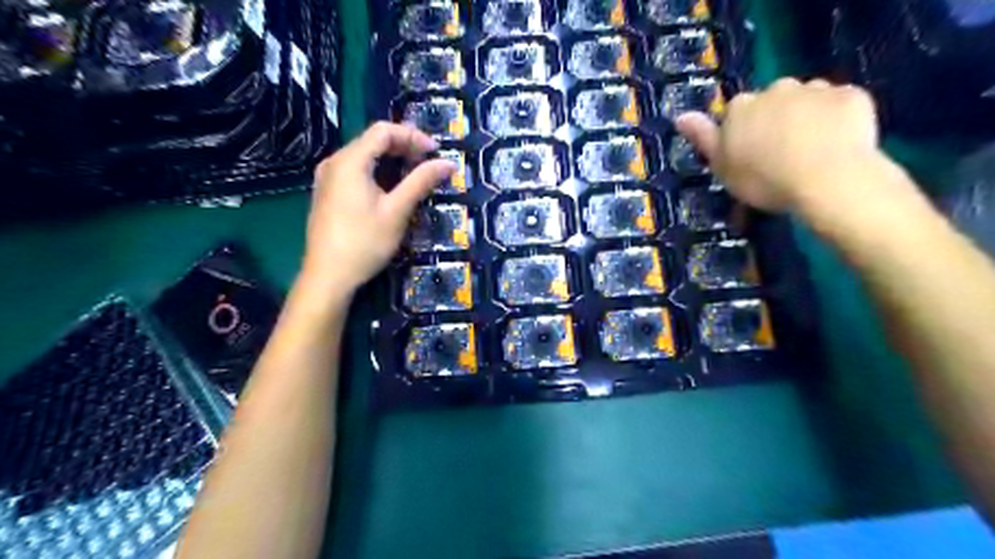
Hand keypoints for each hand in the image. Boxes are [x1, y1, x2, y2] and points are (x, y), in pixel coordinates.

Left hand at [303, 119, 457, 293]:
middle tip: (429, 162)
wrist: (328, 276)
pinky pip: (355, 171)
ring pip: (364, 156)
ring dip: (392, 160)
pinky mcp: (327, 194)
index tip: (436, 151)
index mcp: (350, 161)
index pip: (383, 131)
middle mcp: (334, 162)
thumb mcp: (397, 211)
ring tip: (415, 174)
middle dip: (404, 147)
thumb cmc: (364, 242)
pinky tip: (391, 188)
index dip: (412, 136)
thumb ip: (421, 182)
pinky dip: (378, 172)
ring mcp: (327, 178)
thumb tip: (448, 163)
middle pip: (372, 141)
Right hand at [682, 80, 881, 213]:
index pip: (737, 113)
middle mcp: (776, 89)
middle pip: (773, 102)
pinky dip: (838, 119)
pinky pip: (841, 105)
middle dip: (776, 120)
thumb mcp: (722, 166)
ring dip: (807, 118)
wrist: (826, 178)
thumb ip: (703, 138)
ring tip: (812, 151)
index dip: (743, 133)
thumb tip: (680, 116)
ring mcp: (817, 89)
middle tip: (781, 154)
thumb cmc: (763, 179)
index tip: (749, 156)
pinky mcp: (852, 95)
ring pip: (808, 100)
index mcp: (741, 106)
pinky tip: (839, 144)